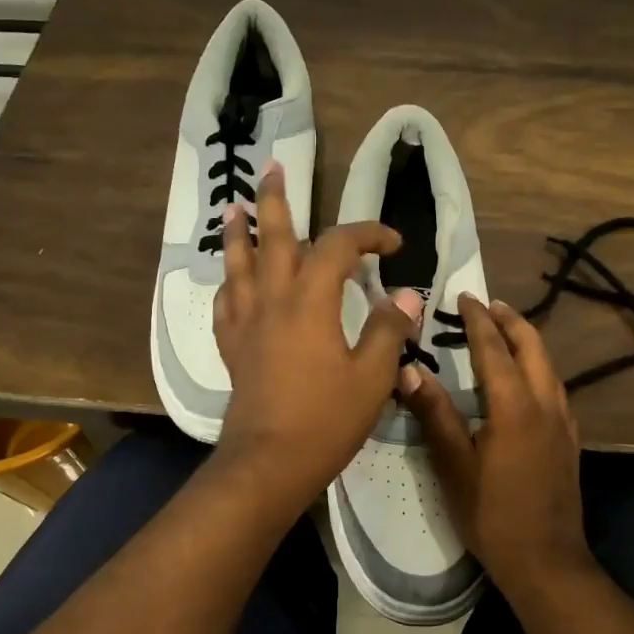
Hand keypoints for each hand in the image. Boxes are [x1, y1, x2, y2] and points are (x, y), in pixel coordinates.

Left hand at [212, 161, 423, 514]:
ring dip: (238, 233)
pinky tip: (230, 282)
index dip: (367, 234)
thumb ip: (389, 329)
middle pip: (272, 238)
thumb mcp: (373, 377)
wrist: (269, 462)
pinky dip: (229, 284)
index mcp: (311, 301)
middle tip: (273, 170)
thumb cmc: (326, 420)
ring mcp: (247, 323)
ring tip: (234, 207)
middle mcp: (273, 300)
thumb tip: (407, 295)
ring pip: (238, 265)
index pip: (338, 247)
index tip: (392, 244)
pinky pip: (226, 304)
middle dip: (276, 202)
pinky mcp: (232, 348)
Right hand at [398, 293, 594, 599]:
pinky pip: (555, 388)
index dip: (478, 320)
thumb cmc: (492, 515)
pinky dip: (538, 368)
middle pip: (532, 347)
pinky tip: (525, 380)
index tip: (464, 296)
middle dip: (511, 321)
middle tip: (487, 305)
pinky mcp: (569, 440)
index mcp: (515, 406)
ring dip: (526, 342)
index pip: (494, 349)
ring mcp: (563, 422)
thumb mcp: (454, 467)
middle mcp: (545, 404)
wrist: (547, 561)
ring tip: (504, 332)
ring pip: (548, 366)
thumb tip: (409, 370)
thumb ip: (435, 415)